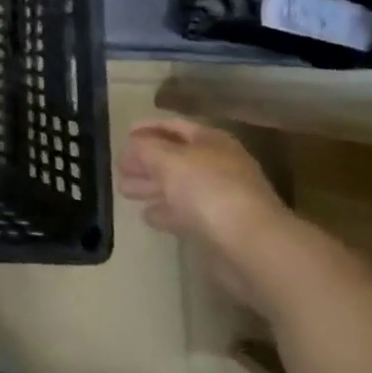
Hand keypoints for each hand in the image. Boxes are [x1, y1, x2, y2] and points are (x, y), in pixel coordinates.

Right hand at [117, 117, 289, 303]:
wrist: (252, 246)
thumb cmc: (208, 190)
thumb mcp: (167, 159)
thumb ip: (145, 149)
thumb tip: (132, 146)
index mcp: (211, 141)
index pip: (175, 126)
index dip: (148, 128)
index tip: (124, 134)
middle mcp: (219, 166)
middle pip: (176, 158)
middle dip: (146, 162)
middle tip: (119, 168)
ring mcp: (222, 199)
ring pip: (179, 187)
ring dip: (152, 187)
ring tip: (125, 191)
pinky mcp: (221, 230)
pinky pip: (186, 214)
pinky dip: (166, 212)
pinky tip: (148, 216)